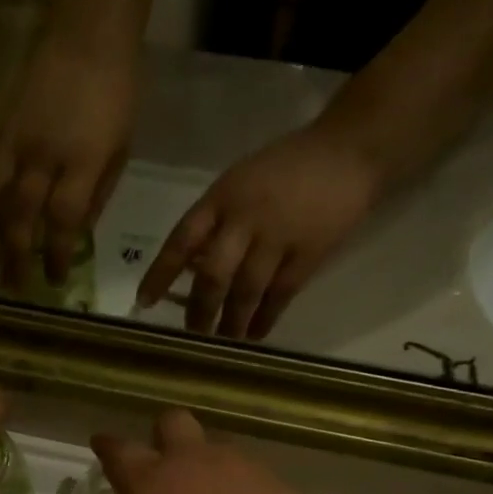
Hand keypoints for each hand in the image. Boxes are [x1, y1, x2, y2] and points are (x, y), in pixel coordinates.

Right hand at [0, 39, 138, 287]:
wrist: (86, 37)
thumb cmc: (117, 94)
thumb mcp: (121, 150)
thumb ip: (97, 193)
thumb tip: (76, 232)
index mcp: (83, 161)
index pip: (63, 220)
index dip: (57, 255)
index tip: (55, 279)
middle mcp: (43, 154)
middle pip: (21, 215)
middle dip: (17, 256)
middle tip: (15, 286)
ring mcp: (15, 137)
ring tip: (3, 252)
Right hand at [93, 410, 343, 493]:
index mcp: (152, 485)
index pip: (119, 451)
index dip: (107, 446)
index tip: (101, 445)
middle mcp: (193, 462)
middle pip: (171, 422)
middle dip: (161, 435)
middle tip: (162, 466)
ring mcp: (239, 466)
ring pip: (213, 446)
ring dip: (204, 464)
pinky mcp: (275, 480)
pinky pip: (247, 472)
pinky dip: (239, 487)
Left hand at [136, 122, 388, 339]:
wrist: (347, 152)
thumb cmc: (287, 165)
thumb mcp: (239, 180)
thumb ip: (216, 219)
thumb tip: (192, 266)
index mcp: (221, 197)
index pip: (181, 240)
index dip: (161, 274)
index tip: (145, 302)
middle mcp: (244, 219)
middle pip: (213, 274)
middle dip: (200, 309)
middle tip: (193, 334)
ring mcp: (278, 237)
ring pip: (246, 290)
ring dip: (232, 321)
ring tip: (223, 341)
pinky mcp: (309, 253)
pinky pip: (281, 294)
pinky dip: (266, 318)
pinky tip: (255, 334)